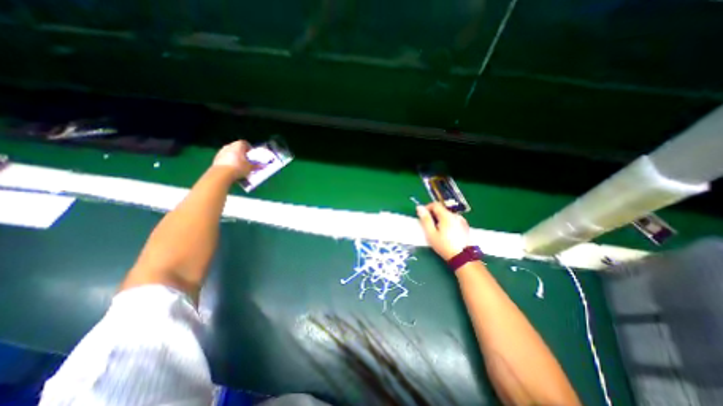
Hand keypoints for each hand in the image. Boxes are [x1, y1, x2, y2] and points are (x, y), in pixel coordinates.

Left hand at [212, 139, 256, 177]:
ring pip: (230, 153)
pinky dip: (228, 161)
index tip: (252, 155)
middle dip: (242, 153)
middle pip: (237, 147)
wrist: (222, 174)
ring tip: (239, 165)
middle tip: (247, 160)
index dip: (249, 149)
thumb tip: (263, 166)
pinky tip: (232, 169)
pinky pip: (225, 158)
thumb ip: (256, 165)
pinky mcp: (216, 158)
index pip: (245, 143)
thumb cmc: (239, 167)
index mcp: (238, 145)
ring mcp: (221, 151)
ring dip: (235, 157)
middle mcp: (229, 145)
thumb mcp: (250, 167)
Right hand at [416, 202, 472, 258]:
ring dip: (440, 219)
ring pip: (447, 215)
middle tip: (429, 225)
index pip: (435, 204)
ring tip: (437, 230)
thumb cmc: (444, 245)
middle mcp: (456, 215)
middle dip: (433, 214)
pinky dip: (447, 223)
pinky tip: (446, 233)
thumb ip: (425, 219)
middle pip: (442, 209)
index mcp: (447, 215)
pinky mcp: (465, 226)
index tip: (422, 216)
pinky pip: (453, 220)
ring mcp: (462, 221)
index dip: (427, 208)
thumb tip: (419, 207)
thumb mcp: (431, 233)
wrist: (463, 258)